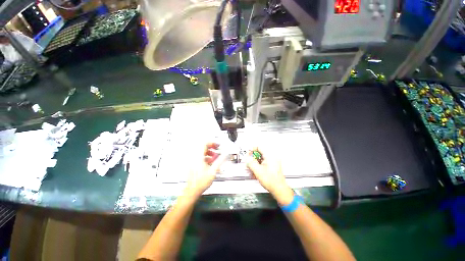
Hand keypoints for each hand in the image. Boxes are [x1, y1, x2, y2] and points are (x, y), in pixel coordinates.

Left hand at [185, 142, 226, 198]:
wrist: (192, 190)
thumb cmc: (201, 182)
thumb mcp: (213, 171)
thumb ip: (220, 161)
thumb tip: (225, 155)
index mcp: (198, 157)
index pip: (204, 144)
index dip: (212, 143)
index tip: (217, 145)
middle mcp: (194, 158)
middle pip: (203, 147)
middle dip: (211, 148)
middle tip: (217, 150)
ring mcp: (192, 161)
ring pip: (201, 152)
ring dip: (209, 153)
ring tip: (214, 158)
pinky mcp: (192, 164)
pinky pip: (199, 157)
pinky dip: (205, 157)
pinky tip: (210, 163)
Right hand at [246, 147, 293, 204]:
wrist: (278, 189)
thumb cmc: (271, 180)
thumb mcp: (257, 170)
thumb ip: (251, 162)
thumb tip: (247, 158)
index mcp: (270, 156)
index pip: (259, 147)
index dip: (252, 150)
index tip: (248, 154)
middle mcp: (272, 157)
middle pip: (259, 154)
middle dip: (252, 159)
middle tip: (248, 163)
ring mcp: (273, 162)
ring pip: (261, 159)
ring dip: (255, 163)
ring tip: (251, 169)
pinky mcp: (272, 166)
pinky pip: (263, 163)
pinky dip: (258, 166)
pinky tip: (255, 172)